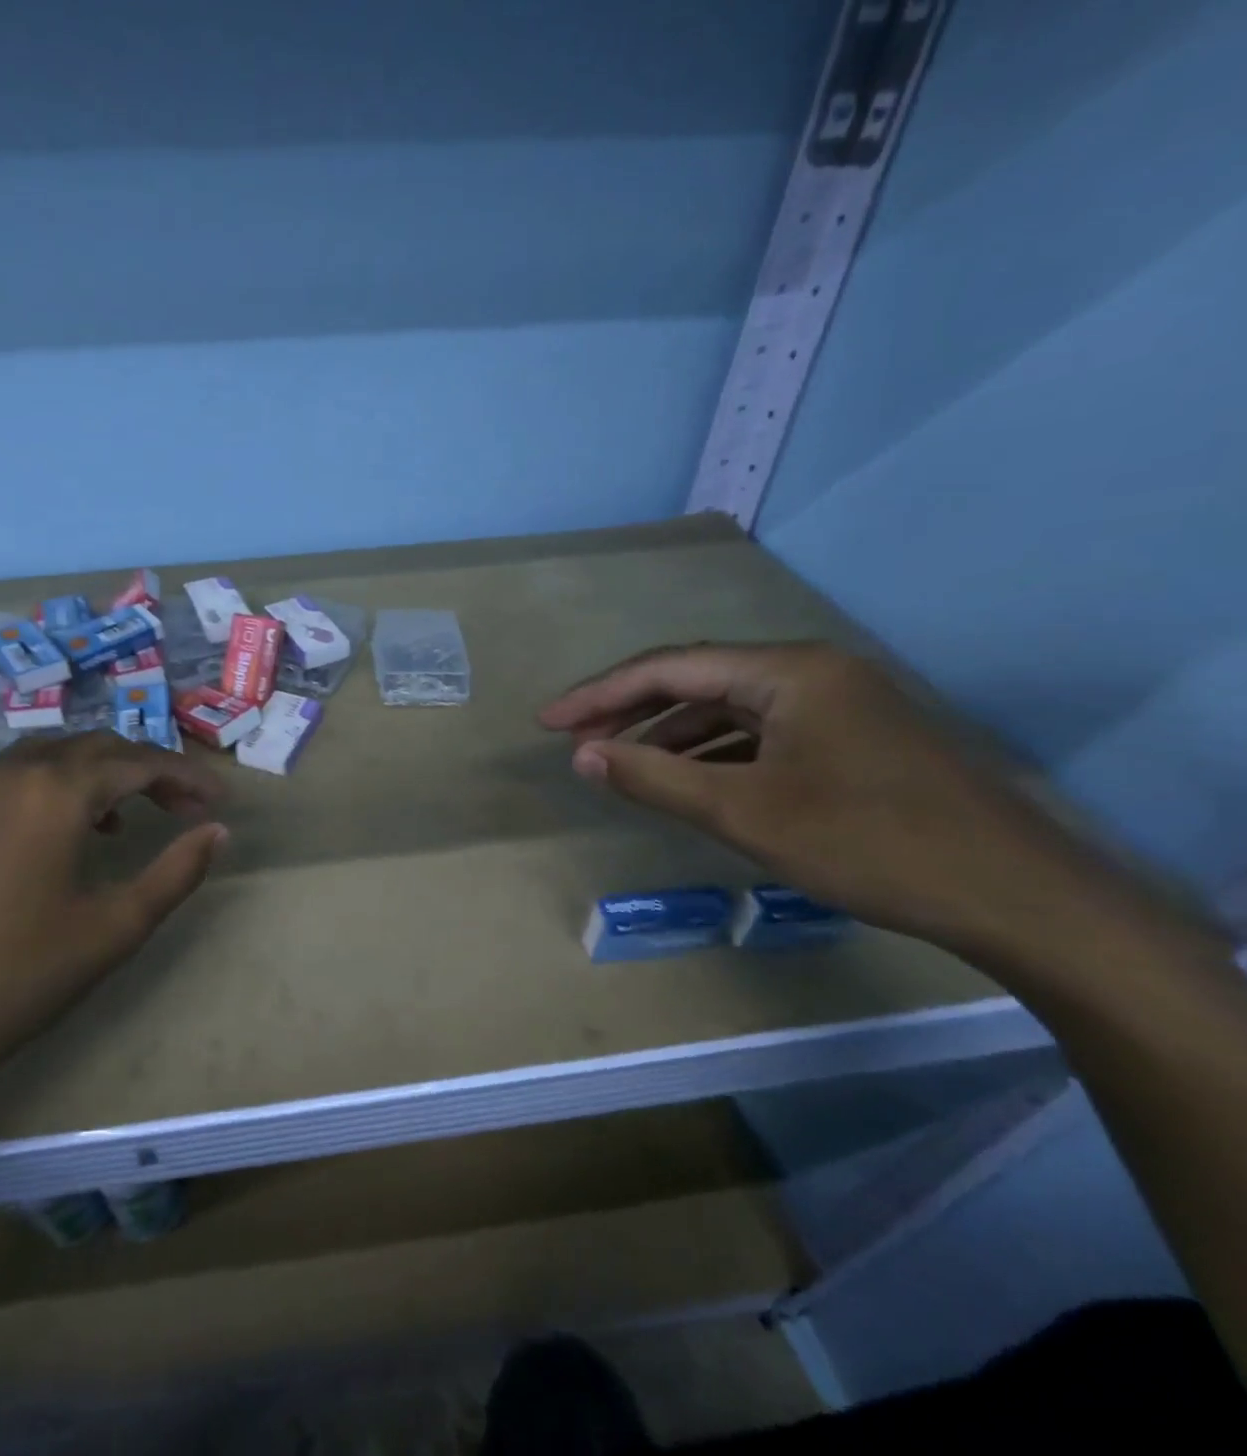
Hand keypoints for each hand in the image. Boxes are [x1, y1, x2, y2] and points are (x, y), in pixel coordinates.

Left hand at [0, 732, 226, 1109]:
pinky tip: (74, 830)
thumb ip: (175, 872)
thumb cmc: (17, 976)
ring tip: (135, 815)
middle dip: (150, 770)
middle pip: (99, 748)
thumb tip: (217, 832)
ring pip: (58, 755)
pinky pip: (23, 775)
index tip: (220, 801)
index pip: (139, 762)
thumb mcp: (113, 928)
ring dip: (105, 773)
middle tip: (186, 808)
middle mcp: (16, 772)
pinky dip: (63, 785)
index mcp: (56, 791)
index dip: (187, 776)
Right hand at [539, 642, 1122, 961]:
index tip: (547, 724)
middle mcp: (812, 671)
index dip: (599, 695)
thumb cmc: (868, 843)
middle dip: (630, 710)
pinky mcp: (851, 738)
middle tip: (575, 743)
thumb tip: (582, 756)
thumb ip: (653, 777)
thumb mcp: (744, 812)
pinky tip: (686, 778)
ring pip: (728, 708)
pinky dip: (712, 752)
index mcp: (788, 671)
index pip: (669, 668)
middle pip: (697, 680)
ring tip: (619, 763)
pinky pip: (759, 733)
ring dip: (669, 733)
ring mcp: (837, 703)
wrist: (1016, 897)